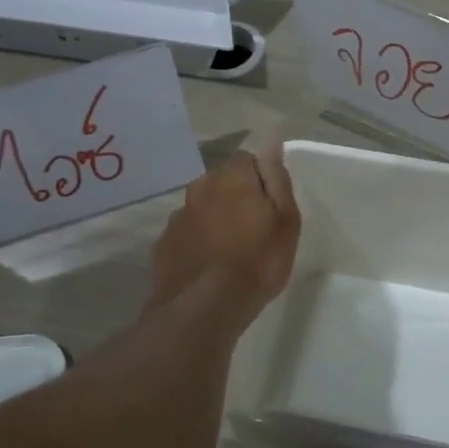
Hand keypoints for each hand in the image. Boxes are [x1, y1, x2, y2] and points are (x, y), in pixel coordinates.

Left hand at [147, 142, 301, 317]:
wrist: (204, 306)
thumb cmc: (257, 260)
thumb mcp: (284, 219)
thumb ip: (276, 177)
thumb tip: (271, 141)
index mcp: (231, 177)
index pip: (247, 160)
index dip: (260, 180)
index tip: (270, 207)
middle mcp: (199, 188)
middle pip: (222, 182)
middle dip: (235, 197)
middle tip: (253, 229)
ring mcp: (177, 217)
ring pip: (201, 208)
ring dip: (214, 219)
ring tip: (229, 251)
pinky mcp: (163, 244)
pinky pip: (186, 234)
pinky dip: (197, 242)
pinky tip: (207, 266)